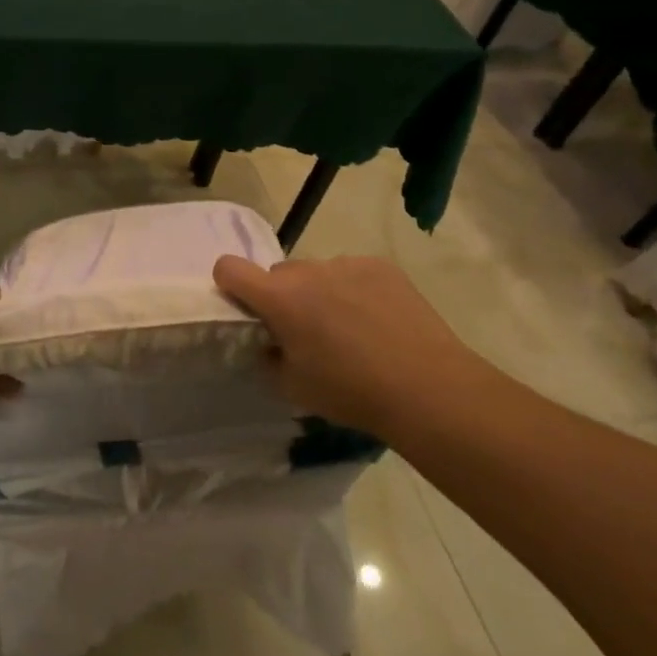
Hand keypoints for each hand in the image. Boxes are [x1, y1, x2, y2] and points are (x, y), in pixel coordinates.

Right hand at [212, 254, 489, 436]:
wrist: (428, 388)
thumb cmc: (351, 392)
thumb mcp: (292, 387)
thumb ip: (268, 358)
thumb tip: (269, 344)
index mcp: (278, 298)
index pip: (229, 268)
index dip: (229, 285)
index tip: (245, 309)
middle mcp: (308, 270)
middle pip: (278, 275)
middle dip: (283, 298)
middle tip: (306, 333)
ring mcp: (346, 263)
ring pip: (317, 273)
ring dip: (319, 293)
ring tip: (350, 330)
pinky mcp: (381, 265)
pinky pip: (351, 272)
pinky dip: (353, 290)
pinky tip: (377, 321)